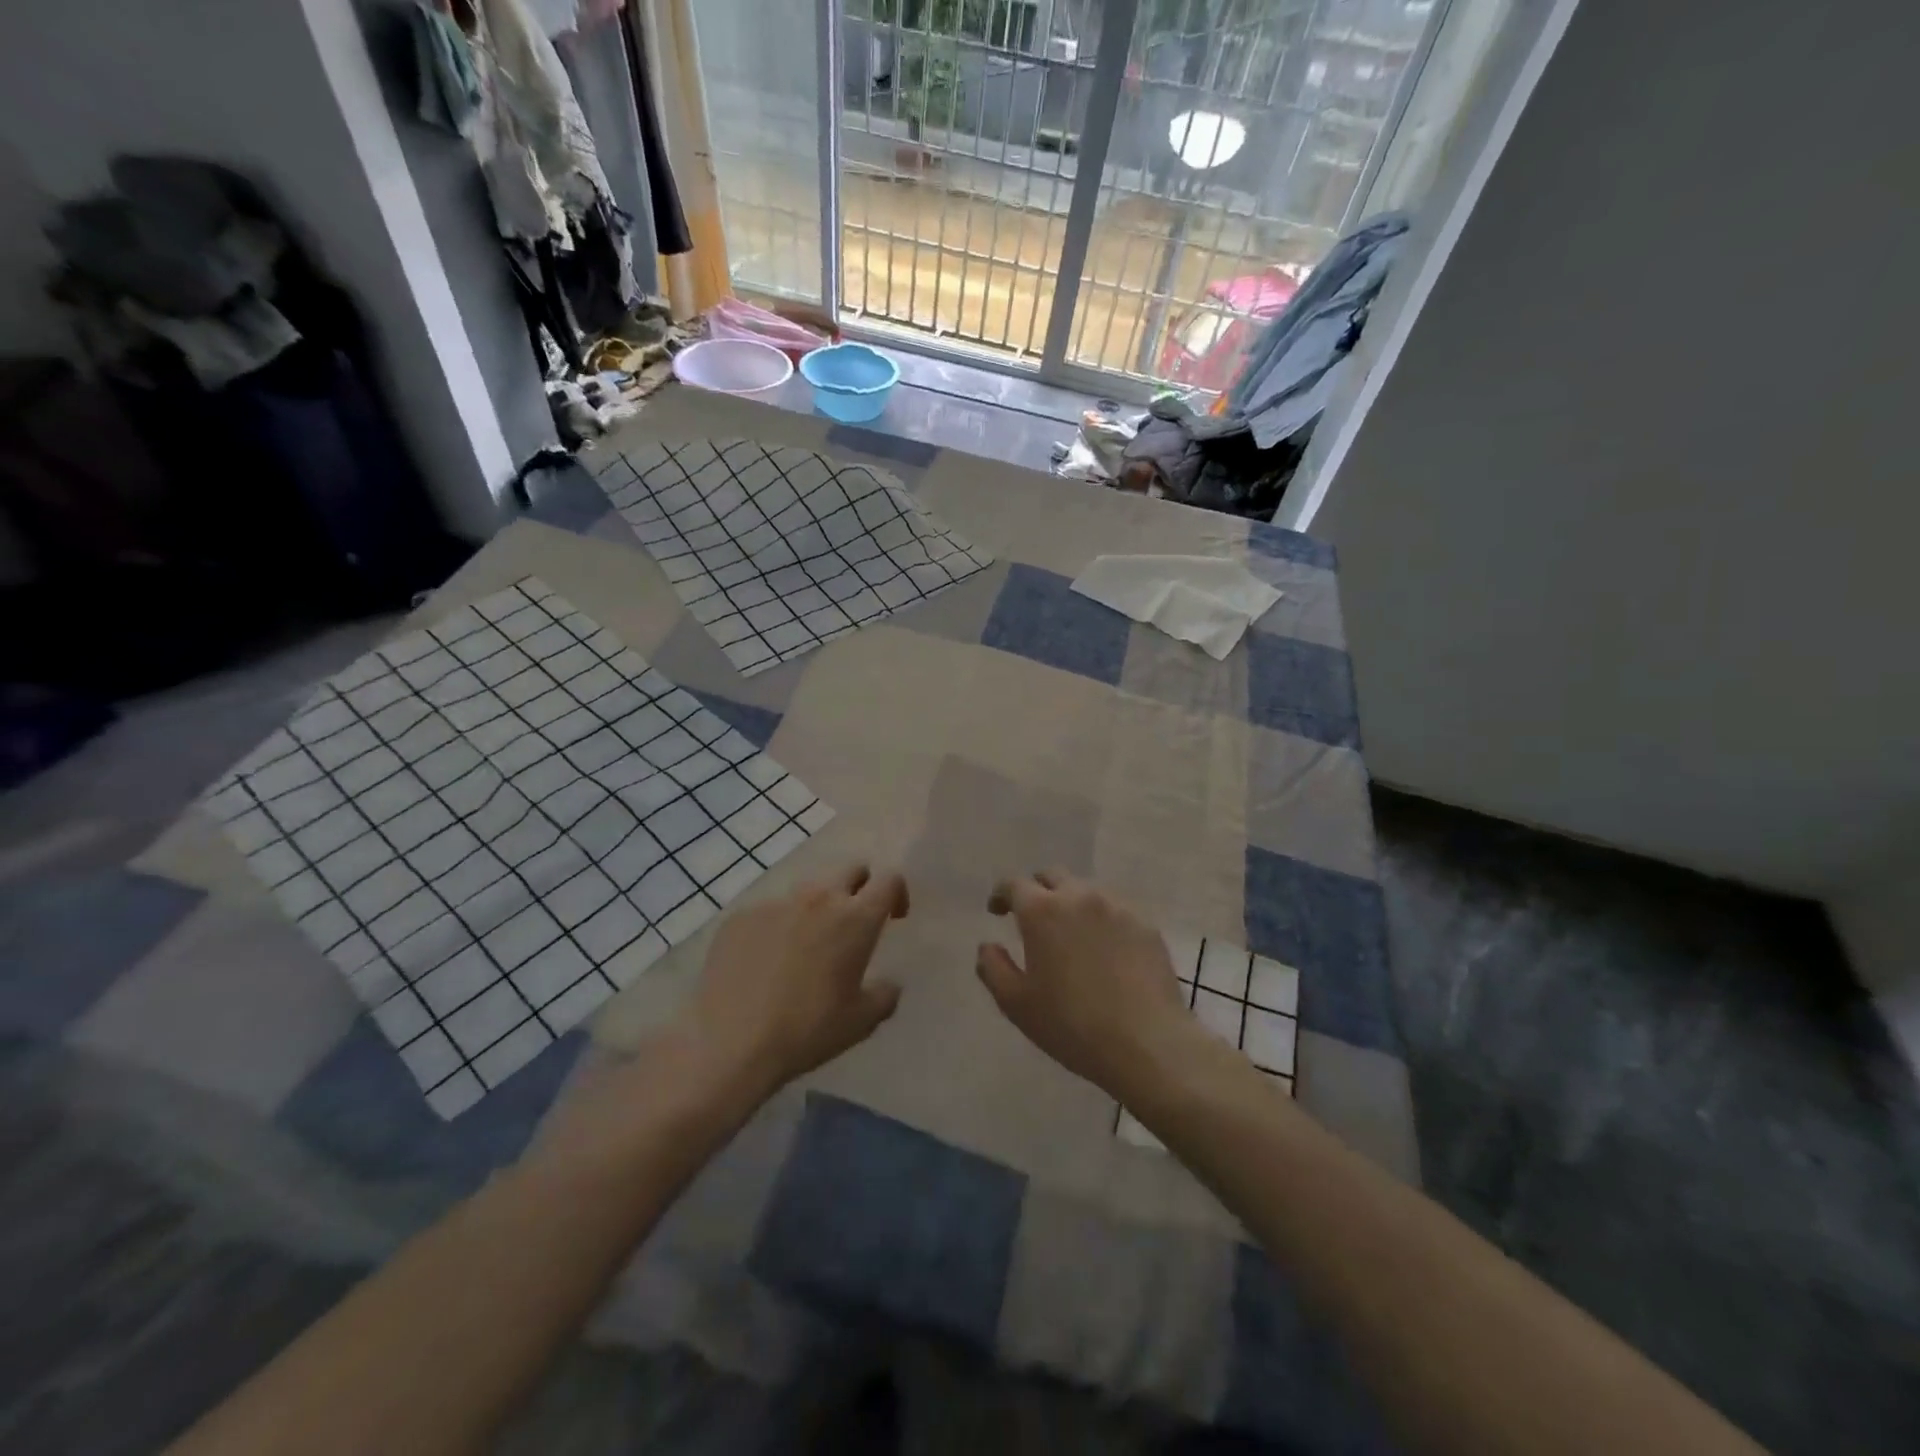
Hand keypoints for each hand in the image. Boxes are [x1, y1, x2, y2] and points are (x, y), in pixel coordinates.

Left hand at [678, 864, 909, 1094]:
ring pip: (807, 890)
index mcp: (855, 919)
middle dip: (860, 887)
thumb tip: (888, 984)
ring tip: (805, 948)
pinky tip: (765, 964)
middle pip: (851, 869)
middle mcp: (818, 898)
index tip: (893, 917)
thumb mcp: (861, 1022)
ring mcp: (776, 903)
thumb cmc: (807, 1030)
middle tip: (852, 924)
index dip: (897, 893)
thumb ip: (885, 995)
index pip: (889, 880)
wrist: (730, 1041)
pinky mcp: (741, 916)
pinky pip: (769, 912)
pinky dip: (777, 928)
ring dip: (817, 909)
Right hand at [976, 869, 1190, 1097]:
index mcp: (1043, 911)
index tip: (997, 911)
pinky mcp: (1146, 924)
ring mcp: (1118, 907)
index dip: (1001, 894)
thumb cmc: (1072, 1025)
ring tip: (1070, 933)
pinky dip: (1101, 919)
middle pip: (1052, 876)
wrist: (1147, 1043)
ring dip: (1071, 903)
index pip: (1014, 885)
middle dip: (1037, 890)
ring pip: (1086, 890)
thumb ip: (993, 968)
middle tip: (1032, 917)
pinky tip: (1104, 949)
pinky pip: (1115, 910)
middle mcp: (1080, 897)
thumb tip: (987, 946)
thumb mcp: (1017, 1004)